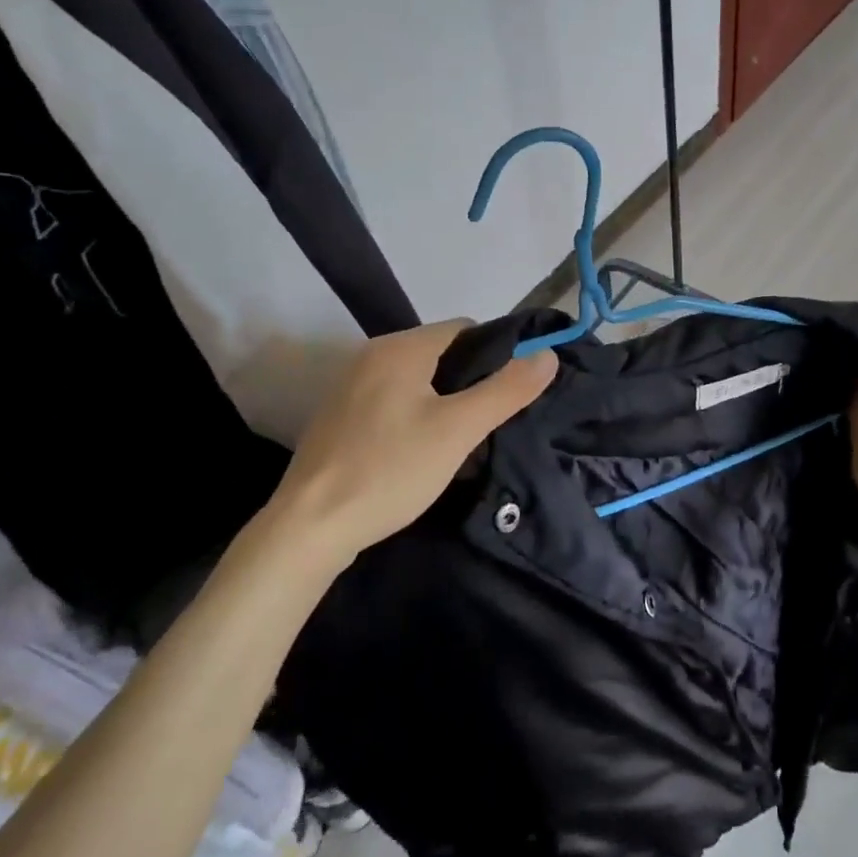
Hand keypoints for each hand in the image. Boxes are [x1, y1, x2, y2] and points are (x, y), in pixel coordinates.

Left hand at [263, 320, 557, 567]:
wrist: (309, 528)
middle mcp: (371, 354)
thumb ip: (507, 389)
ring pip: (415, 379)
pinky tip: (414, 453)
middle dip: (468, 381)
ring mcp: (349, 385)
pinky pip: (390, 400)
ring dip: (441, 401)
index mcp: (401, 347)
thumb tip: (548, 355)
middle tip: (483, 424)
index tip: (505, 396)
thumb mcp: (460, 430)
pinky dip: (412, 415)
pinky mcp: (337, 417)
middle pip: (440, 353)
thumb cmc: (391, 470)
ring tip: (455, 442)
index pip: (465, 328)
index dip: (494, 355)